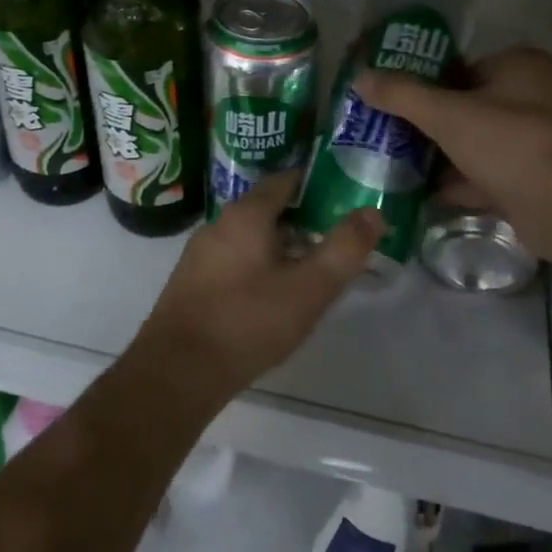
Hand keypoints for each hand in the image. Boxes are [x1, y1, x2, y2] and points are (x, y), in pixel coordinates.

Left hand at [134, 172, 381, 401]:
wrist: (178, 370)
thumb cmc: (248, 321)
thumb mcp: (309, 288)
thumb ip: (344, 249)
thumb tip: (373, 212)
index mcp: (246, 214)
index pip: (284, 180)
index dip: (315, 183)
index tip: (341, 194)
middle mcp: (218, 224)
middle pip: (266, 208)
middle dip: (300, 217)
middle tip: (332, 235)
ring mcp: (199, 253)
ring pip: (248, 236)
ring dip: (278, 243)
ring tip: (308, 266)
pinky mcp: (190, 282)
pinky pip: (232, 259)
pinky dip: (256, 263)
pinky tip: (270, 293)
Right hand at [355, 46, 551, 241]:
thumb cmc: (510, 144)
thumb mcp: (446, 114)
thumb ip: (401, 95)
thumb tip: (359, 76)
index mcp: (522, 66)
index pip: (463, 66)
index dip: (426, 81)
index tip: (395, 101)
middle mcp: (539, 95)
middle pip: (470, 105)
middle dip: (433, 123)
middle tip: (393, 134)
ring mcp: (544, 139)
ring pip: (481, 141)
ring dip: (447, 154)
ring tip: (403, 164)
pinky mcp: (543, 178)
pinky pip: (494, 173)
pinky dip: (466, 181)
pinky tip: (431, 193)